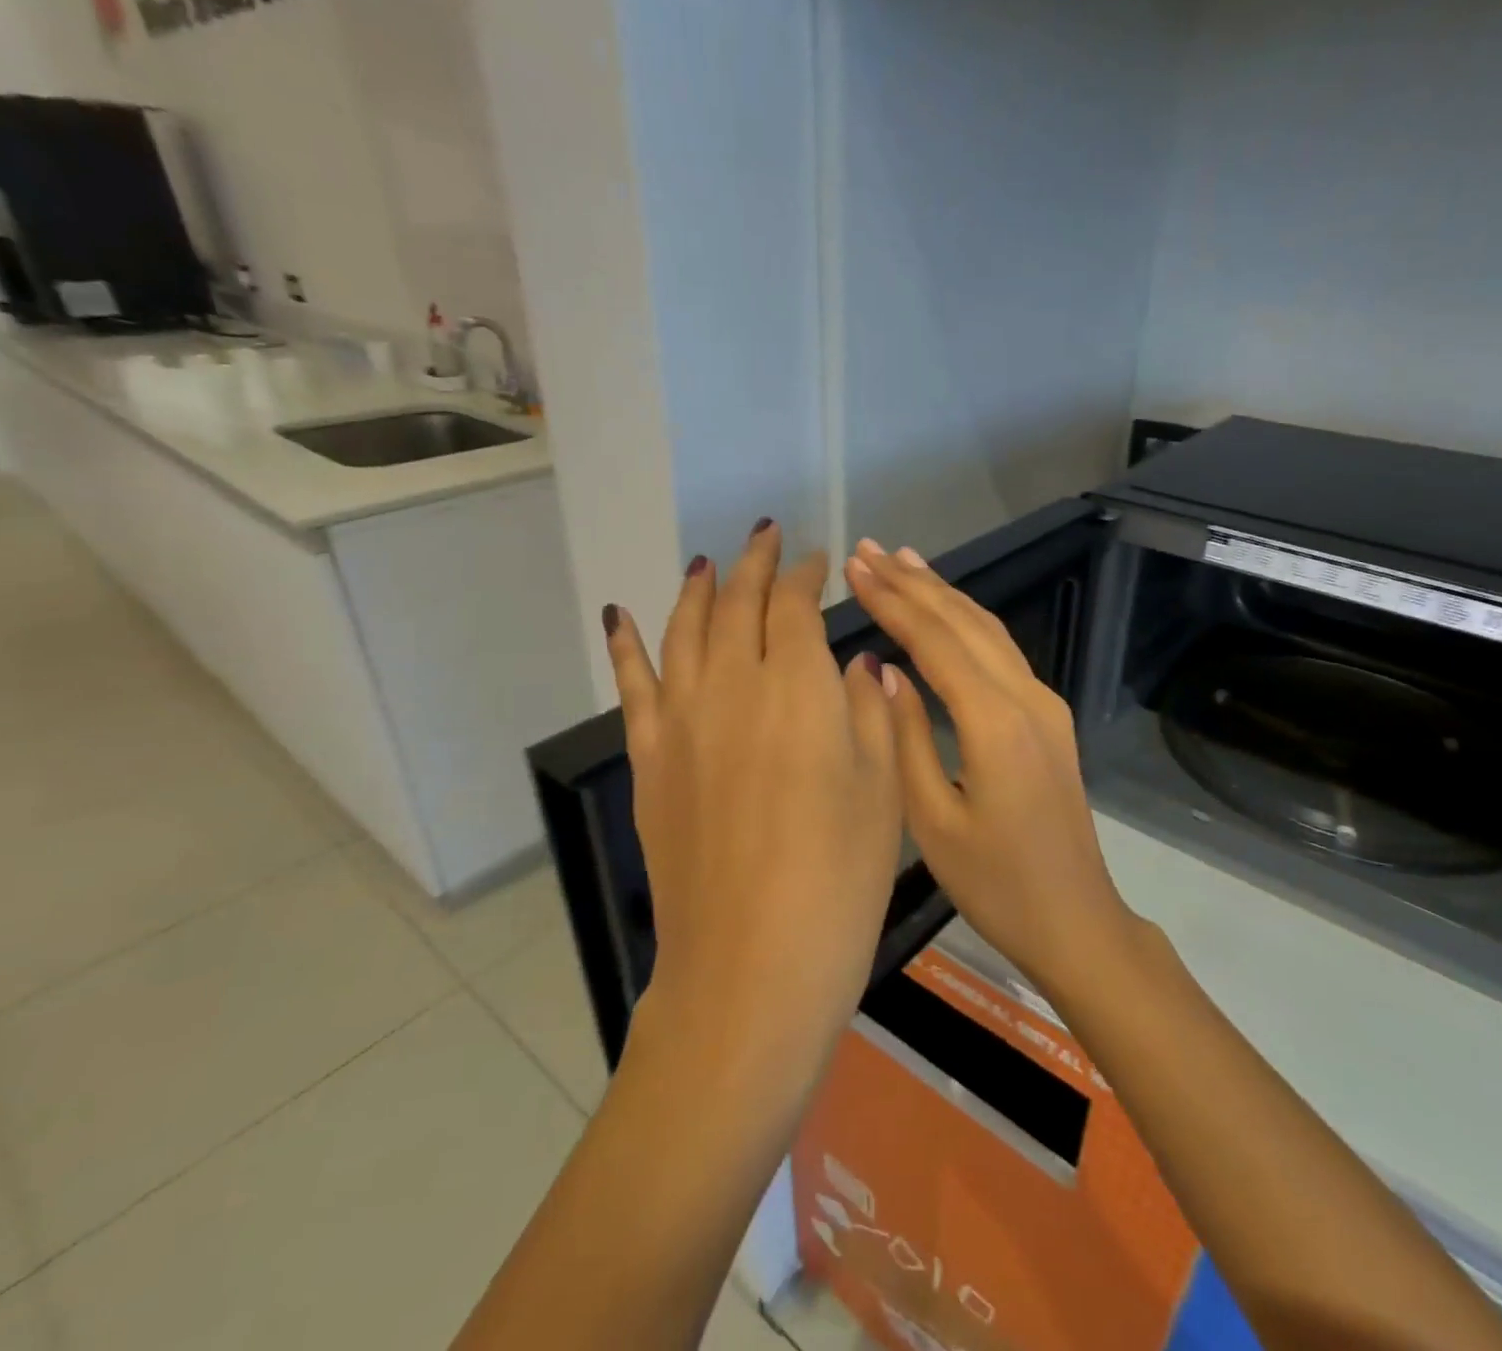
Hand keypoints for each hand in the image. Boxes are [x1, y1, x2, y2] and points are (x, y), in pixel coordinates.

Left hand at [605, 522, 901, 1047]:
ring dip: (697, 588)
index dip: (807, 575)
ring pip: (684, 630)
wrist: (752, 966)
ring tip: (707, 562)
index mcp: (800, 688)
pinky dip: (626, 644)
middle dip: (755, 564)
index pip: (797, 606)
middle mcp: (734, 686)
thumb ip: (867, 711)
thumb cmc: (839, 879)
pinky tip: (620, 615)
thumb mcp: (882, 789)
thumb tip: (854, 663)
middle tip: (766, 535)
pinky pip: (633, 685)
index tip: (819, 561)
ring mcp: (683, 721)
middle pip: (738, 604)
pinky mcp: (650, 760)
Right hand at [843, 538, 1135, 992]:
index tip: (855, 568)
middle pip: (965, 623)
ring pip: (989, 631)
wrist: (1075, 918)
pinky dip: (968, 622)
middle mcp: (1027, 698)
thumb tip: (883, 670)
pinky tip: (946, 612)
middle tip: (868, 551)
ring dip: (944, 594)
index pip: (936, 642)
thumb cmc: (995, 884)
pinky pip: (1002, 653)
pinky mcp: (1049, 718)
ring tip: (903, 561)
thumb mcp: (932, 821)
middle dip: (915, 583)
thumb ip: (905, 737)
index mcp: (995, 723)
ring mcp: (1045, 705)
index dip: (893, 601)